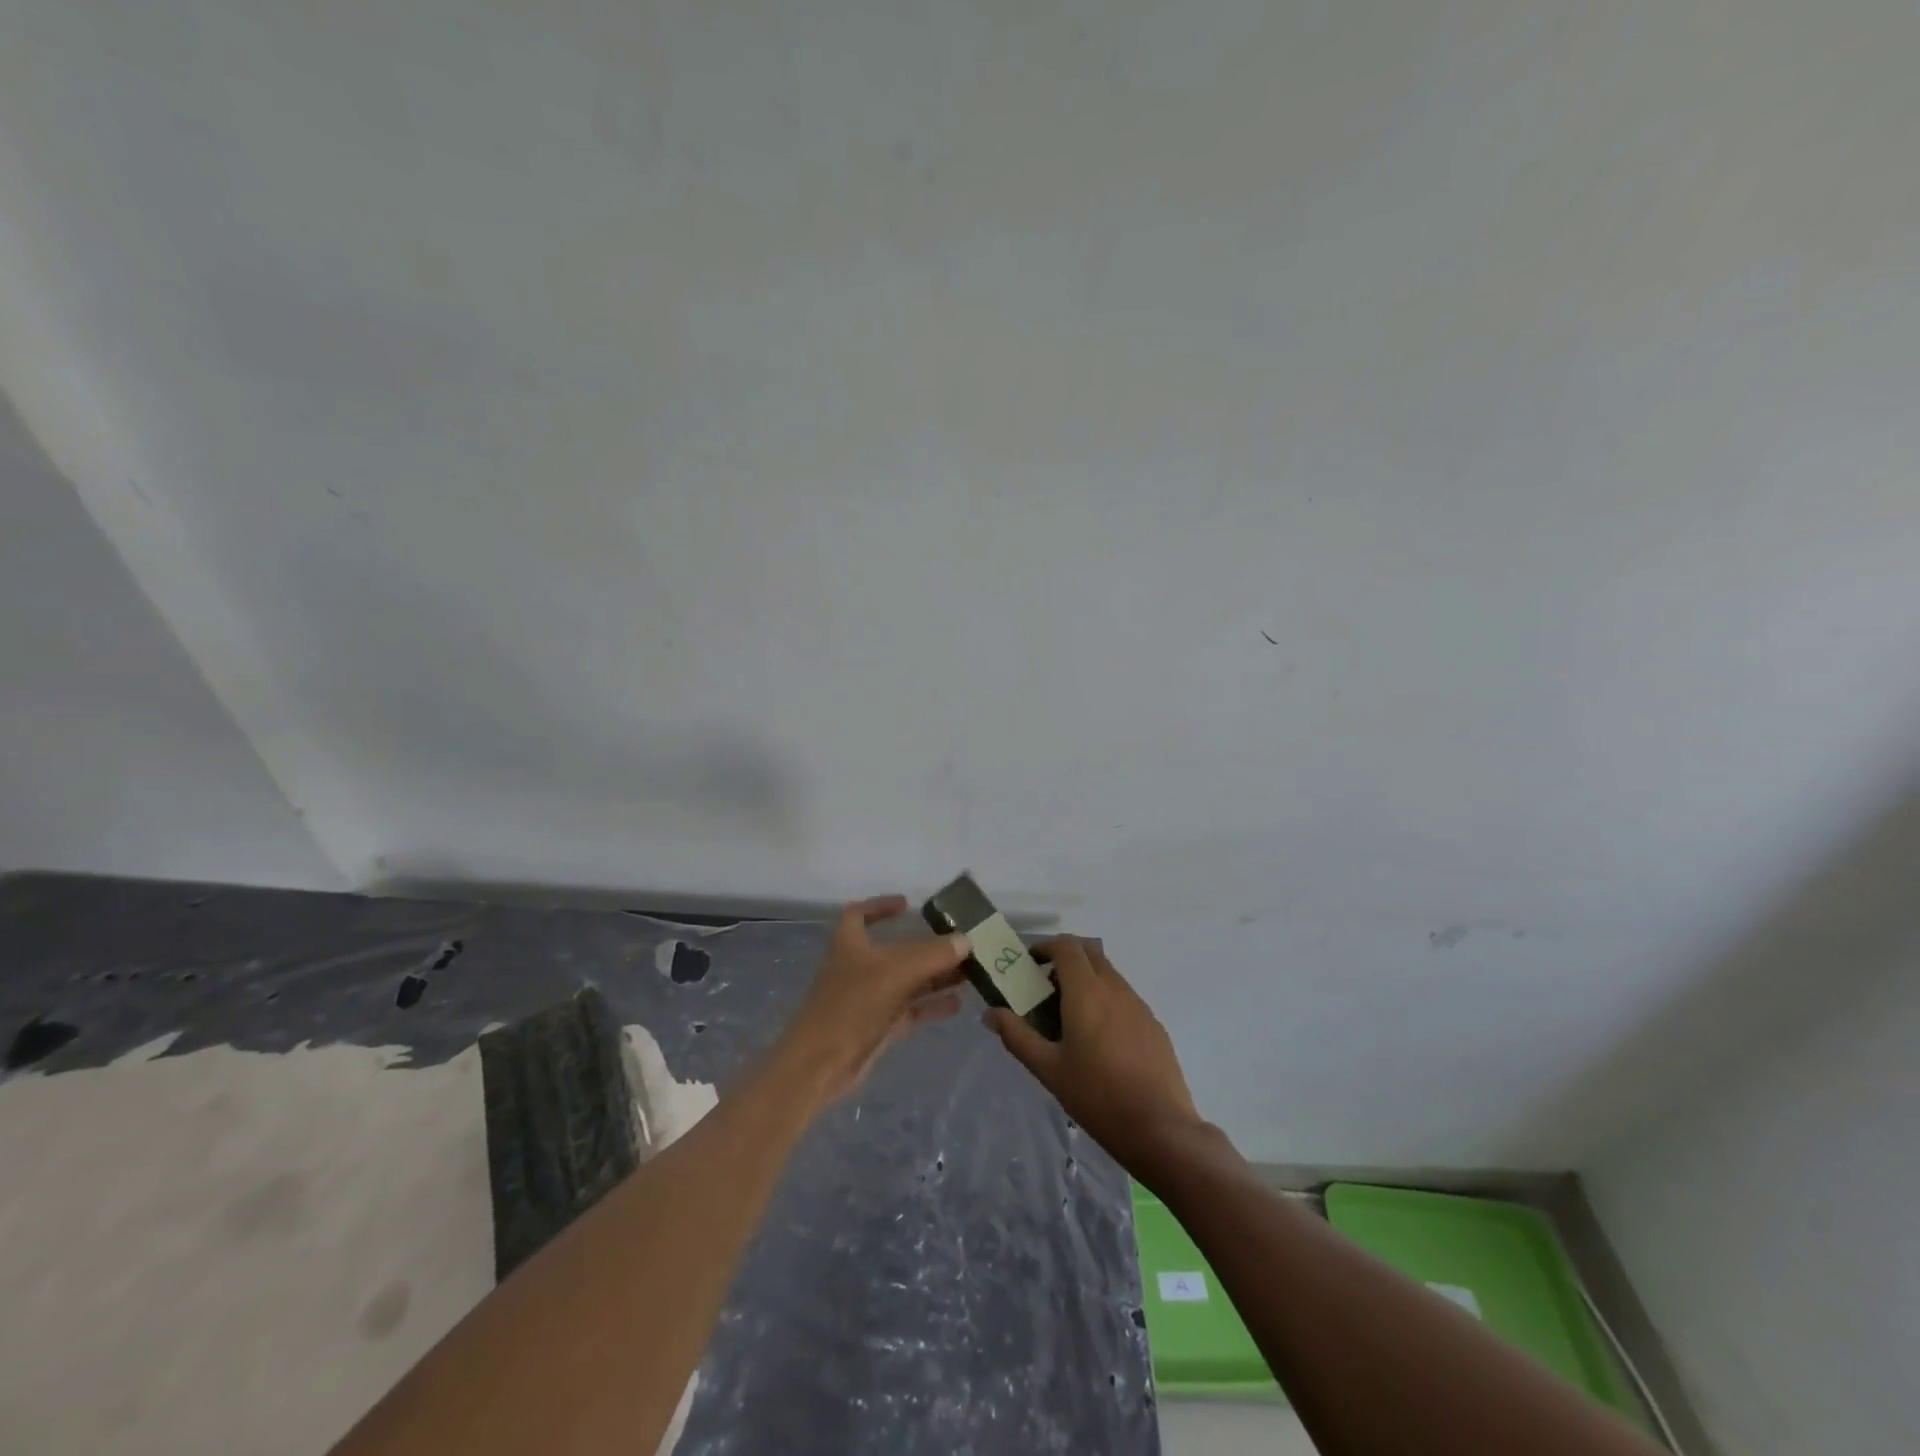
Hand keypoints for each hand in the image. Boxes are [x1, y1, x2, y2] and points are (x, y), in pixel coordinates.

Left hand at [774, 896, 968, 1105]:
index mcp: (850, 943)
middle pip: (897, 950)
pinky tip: (959, 1003)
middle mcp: (859, 967)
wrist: (821, 1064)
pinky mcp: (878, 1027)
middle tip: (962, 943)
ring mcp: (869, 999)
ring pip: (908, 981)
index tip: (909, 906)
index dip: (881, 906)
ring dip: (936, 976)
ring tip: (970, 972)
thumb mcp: (896, 971)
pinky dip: (932, 1005)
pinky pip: (911, 1010)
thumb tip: (965, 940)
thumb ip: (934, 954)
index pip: (860, 913)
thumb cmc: (852, 1005)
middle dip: (928, 946)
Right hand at [985, 936, 1203, 1177]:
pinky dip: (1106, 1000)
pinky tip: (1100, 1039)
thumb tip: (991, 1013)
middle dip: (1066, 959)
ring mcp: (1139, 1004)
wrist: (1160, 1128)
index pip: (1067, 946)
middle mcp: (1115, 988)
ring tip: (1070, 1016)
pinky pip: (1125, 997)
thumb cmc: (1097, 1096)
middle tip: (1046, 987)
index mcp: (1087, 991)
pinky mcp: (1154, 1024)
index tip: (1030, 965)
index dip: (1046, 947)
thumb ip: (1017, 1036)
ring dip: (1087, 979)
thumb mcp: (1048, 1069)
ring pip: (1109, 974)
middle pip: (1089, 953)